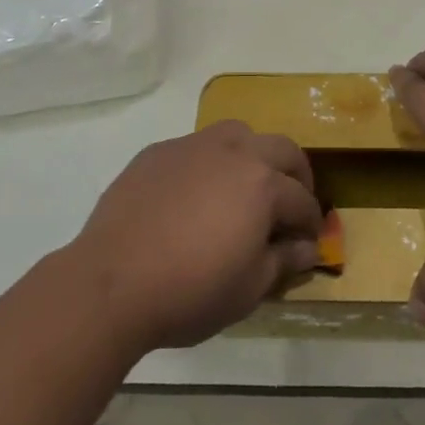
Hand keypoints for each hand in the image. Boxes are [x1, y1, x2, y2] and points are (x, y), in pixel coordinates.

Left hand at [69, 121, 322, 351]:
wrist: (113, 281)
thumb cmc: (190, 291)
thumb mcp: (248, 289)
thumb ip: (283, 261)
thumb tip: (308, 248)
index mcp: (262, 184)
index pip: (301, 199)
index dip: (311, 222)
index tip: (310, 241)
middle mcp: (234, 151)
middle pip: (280, 148)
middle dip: (295, 174)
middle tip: (293, 203)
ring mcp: (193, 146)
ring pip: (238, 133)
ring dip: (253, 154)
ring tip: (246, 185)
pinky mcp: (158, 152)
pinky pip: (196, 147)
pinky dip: (209, 163)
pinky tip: (195, 194)